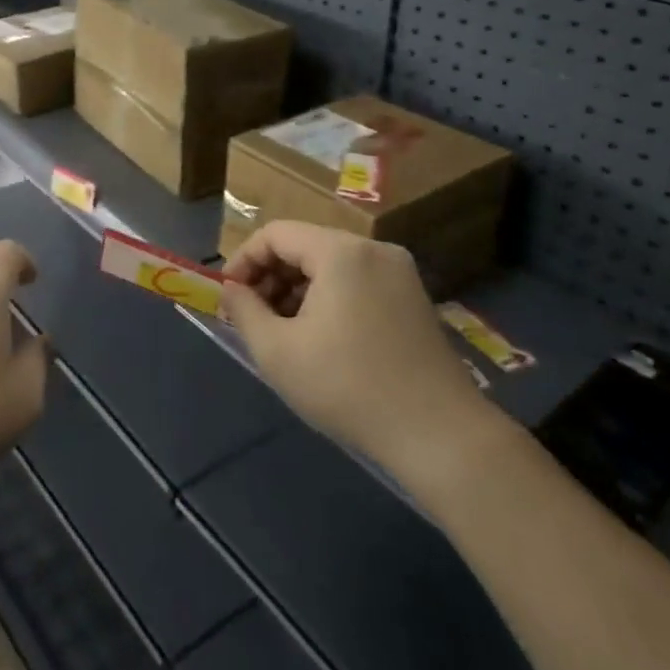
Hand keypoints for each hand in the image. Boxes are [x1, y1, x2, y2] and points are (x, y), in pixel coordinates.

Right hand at [220, 222, 498, 483]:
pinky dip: (328, 298)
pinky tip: (319, 338)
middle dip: (270, 277)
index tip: (228, 296)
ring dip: (297, 289)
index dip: (243, 260)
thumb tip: (231, 290)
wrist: (441, 436)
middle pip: (304, 245)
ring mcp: (399, 273)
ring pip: (330, 265)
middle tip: (251, 317)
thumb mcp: (277, 352)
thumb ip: (243, 310)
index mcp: (340, 252)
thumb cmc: (349, 387)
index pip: (275, 234)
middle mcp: (373, 249)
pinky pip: (356, 282)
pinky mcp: (413, 298)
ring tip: (282, 331)